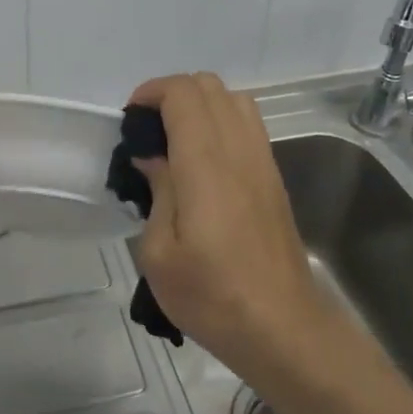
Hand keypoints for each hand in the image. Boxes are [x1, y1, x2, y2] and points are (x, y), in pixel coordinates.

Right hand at [127, 73, 330, 382]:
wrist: (282, 328)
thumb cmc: (212, 295)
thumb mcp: (159, 253)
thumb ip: (157, 190)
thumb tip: (153, 157)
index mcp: (205, 163)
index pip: (183, 93)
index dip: (151, 92)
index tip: (130, 121)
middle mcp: (238, 149)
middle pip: (209, 85)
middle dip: (172, 94)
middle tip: (148, 131)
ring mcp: (262, 160)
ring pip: (234, 99)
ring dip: (201, 105)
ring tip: (177, 141)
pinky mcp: (274, 177)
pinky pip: (248, 125)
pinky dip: (222, 122)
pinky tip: (205, 162)